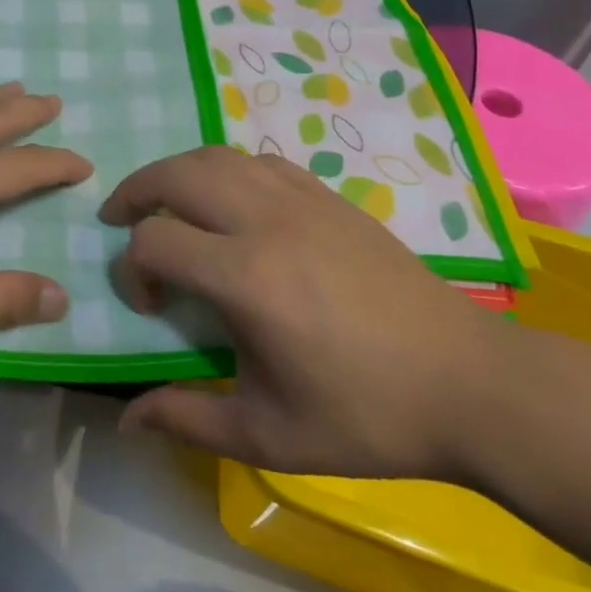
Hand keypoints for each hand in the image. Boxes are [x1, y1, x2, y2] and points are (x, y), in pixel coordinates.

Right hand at [102, 146, 508, 479]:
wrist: (471, 384)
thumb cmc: (367, 416)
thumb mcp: (269, 435)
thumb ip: (188, 420)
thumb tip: (127, 420)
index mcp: (246, 277)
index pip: (153, 242)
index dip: (131, 271)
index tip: (149, 308)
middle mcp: (265, 221)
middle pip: (175, 175)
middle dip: (134, 193)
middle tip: (120, 220)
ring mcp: (301, 200)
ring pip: (216, 156)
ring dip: (176, 173)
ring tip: (166, 204)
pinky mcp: (330, 197)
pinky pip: (259, 161)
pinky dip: (226, 172)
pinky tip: (232, 206)